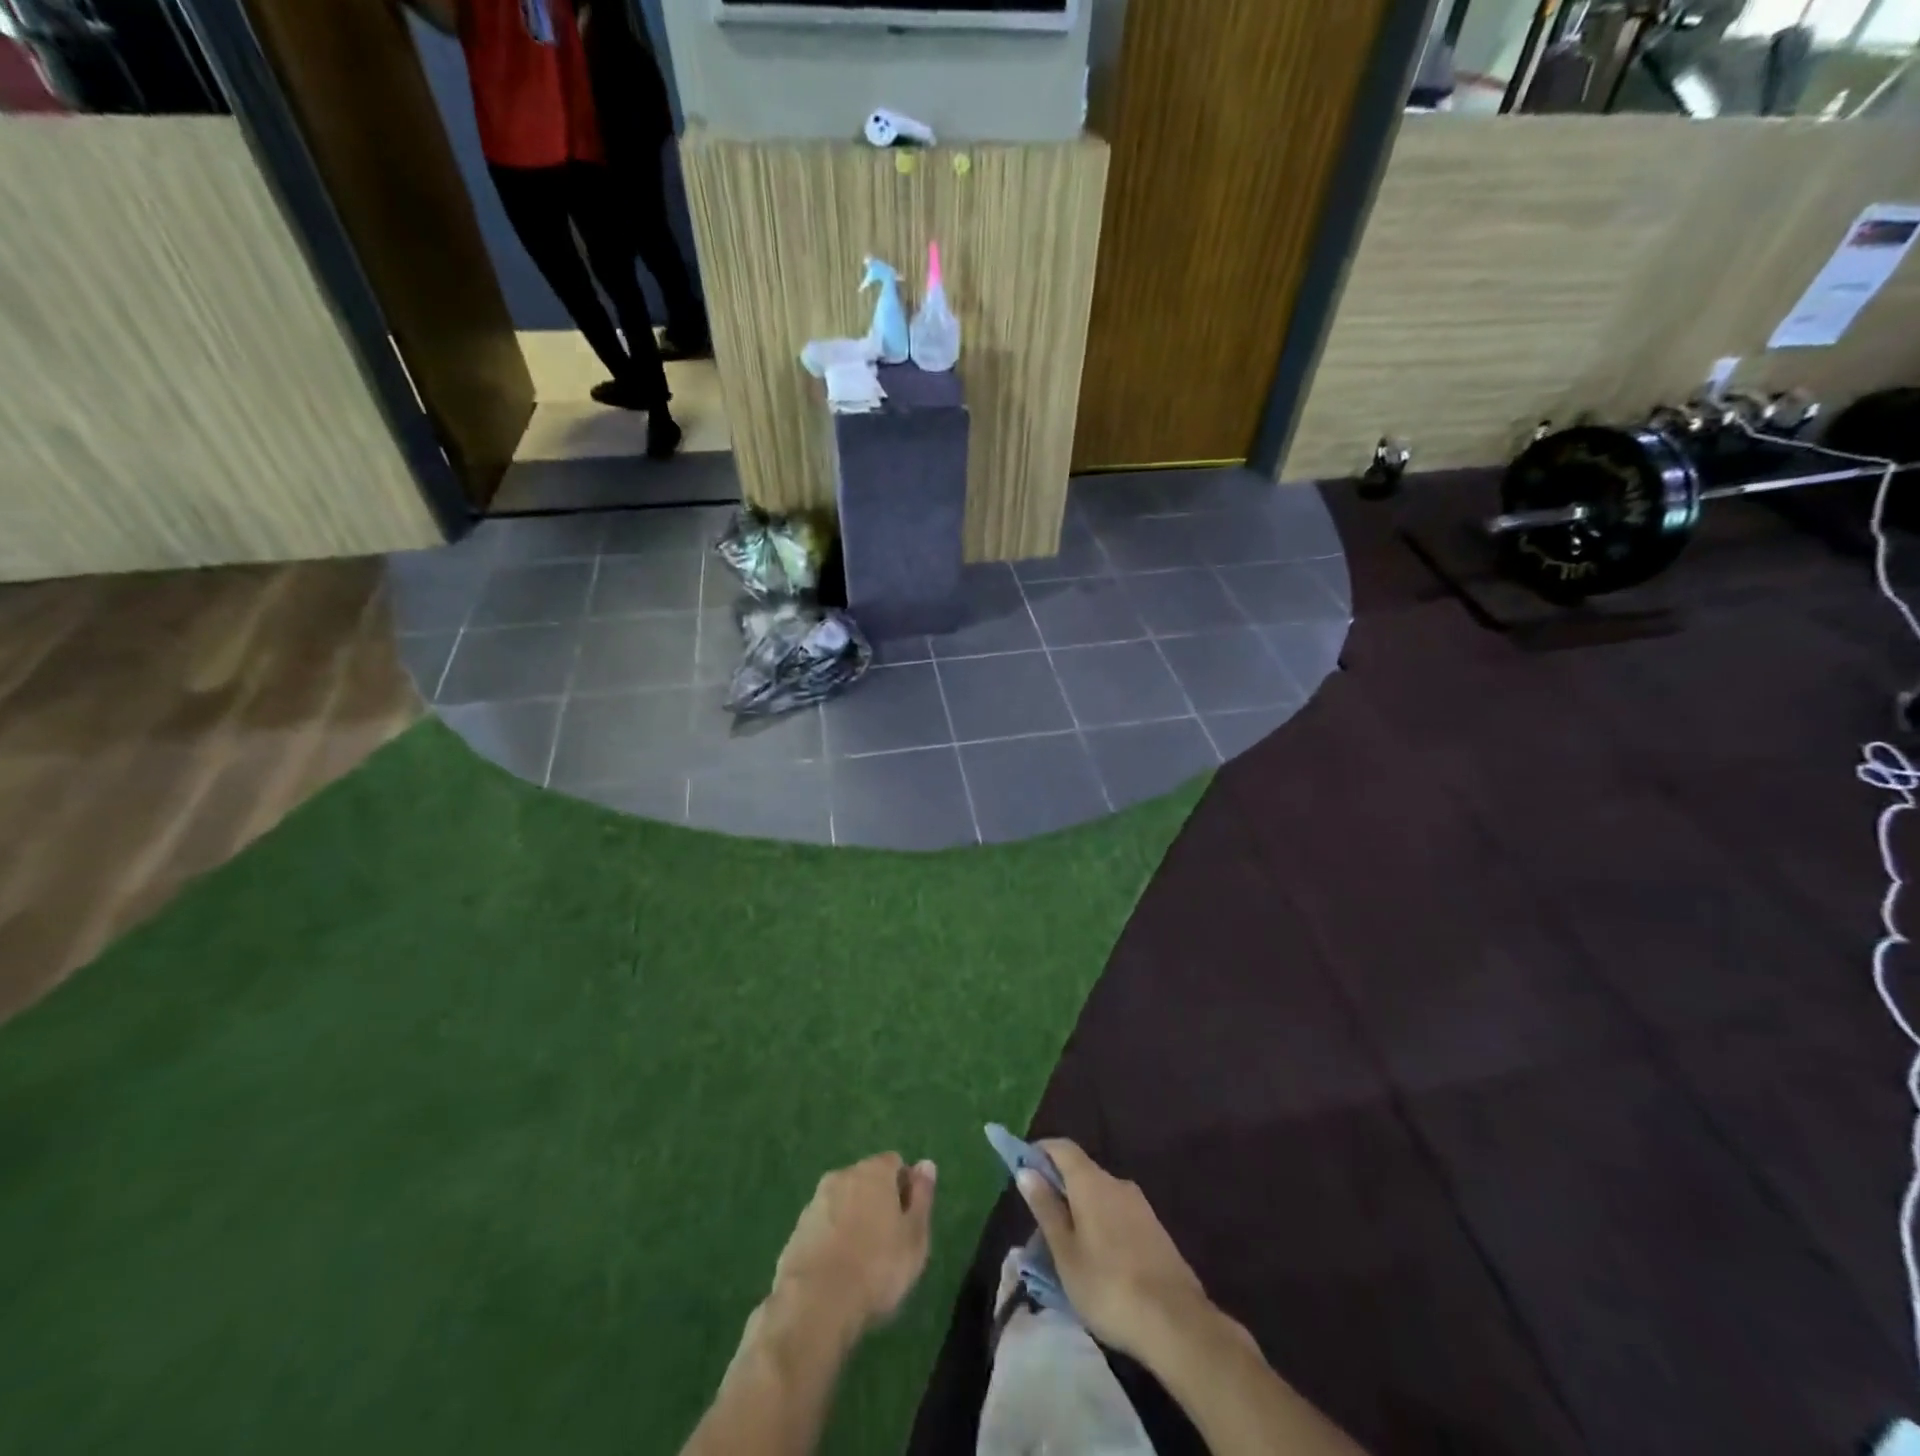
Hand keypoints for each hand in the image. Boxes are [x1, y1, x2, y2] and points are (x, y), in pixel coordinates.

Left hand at [772, 1153, 937, 1339]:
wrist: (814, 1305)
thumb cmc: (876, 1268)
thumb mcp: (914, 1236)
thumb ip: (922, 1197)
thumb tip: (925, 1164)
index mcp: (873, 1171)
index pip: (894, 1163)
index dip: (905, 1188)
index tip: (908, 1221)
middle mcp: (842, 1176)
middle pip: (866, 1181)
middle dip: (877, 1203)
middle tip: (888, 1243)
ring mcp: (815, 1203)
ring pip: (842, 1203)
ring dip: (853, 1221)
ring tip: (862, 1262)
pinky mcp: (796, 1232)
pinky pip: (823, 1227)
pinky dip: (832, 1240)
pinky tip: (838, 1272)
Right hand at [1015, 1140, 1209, 1360]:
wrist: (1176, 1322)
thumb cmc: (1108, 1286)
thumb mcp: (1065, 1252)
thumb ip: (1046, 1208)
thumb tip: (1026, 1171)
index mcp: (1091, 1182)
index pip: (1062, 1147)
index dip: (1040, 1152)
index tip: (1023, 1170)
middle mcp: (1117, 1183)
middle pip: (1081, 1171)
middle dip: (1059, 1187)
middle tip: (1041, 1222)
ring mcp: (1140, 1205)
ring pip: (1100, 1195)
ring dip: (1081, 1209)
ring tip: (1068, 1248)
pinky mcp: (1154, 1229)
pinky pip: (1118, 1214)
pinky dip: (1101, 1224)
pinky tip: (1099, 1260)